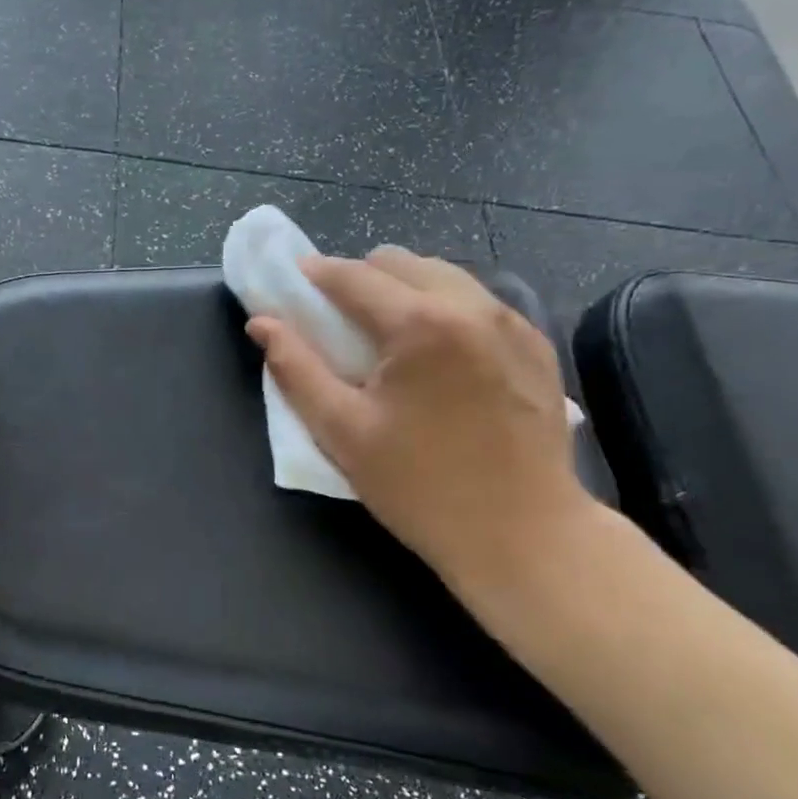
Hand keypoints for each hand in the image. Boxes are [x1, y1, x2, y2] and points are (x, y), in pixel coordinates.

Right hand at [246, 248, 595, 592]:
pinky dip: (444, 309)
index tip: (291, 283)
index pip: (354, 276)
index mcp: (420, 324)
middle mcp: (472, 306)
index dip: (314, 275)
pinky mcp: (536, 345)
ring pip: (442, 276)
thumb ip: (295, 369)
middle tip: (337, 320)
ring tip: (386, 336)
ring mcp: (513, 323)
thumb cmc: (420, 487)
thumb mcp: (342, 431)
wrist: (523, 536)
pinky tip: (435, 354)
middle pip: (400, 262)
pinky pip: (477, 302)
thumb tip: (261, 323)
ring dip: (403, 290)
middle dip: (360, 279)